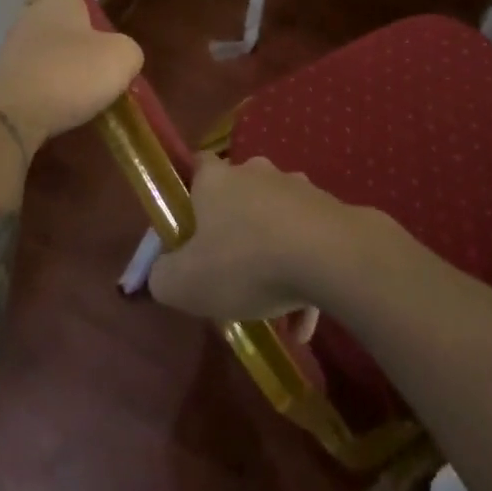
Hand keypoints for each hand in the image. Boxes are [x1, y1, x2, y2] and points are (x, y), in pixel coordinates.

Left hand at [0, 0, 143, 147]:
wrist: (11, 118)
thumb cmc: (70, 72)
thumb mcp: (121, 58)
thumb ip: (126, 52)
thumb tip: (118, 57)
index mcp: (56, 2)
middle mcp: (29, 21)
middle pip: (45, 13)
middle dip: (64, 24)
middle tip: (88, 40)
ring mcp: (11, 56)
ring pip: (39, 50)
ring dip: (57, 62)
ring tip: (83, 85)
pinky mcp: (3, 89)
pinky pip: (32, 83)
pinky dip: (48, 92)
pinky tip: (65, 110)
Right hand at [148, 154, 354, 321]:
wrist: (327, 256)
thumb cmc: (244, 261)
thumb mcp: (184, 282)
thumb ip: (163, 276)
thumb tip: (162, 272)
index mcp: (217, 179)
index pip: (198, 165)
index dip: (190, 193)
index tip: (189, 226)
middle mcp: (256, 173)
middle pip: (239, 196)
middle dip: (235, 229)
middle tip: (230, 271)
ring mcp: (296, 188)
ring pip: (276, 222)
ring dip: (272, 257)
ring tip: (272, 308)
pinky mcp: (329, 210)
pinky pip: (308, 245)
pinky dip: (304, 279)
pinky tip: (303, 325)